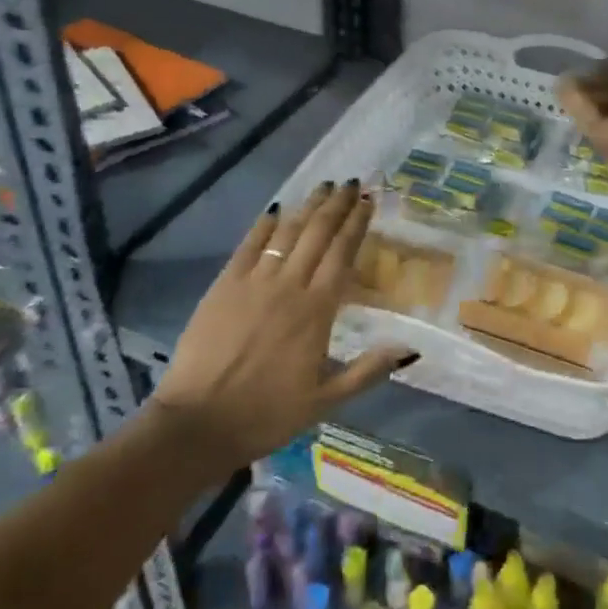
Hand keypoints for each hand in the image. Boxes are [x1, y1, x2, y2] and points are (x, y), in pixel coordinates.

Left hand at [150, 181, 412, 461]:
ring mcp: (254, 282)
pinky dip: (264, 225)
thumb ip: (368, 371)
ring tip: (323, 187)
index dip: (357, 224)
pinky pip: (248, 245)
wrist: (197, 424)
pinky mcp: (223, 286)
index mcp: (317, 310)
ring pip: (287, 233)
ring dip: (307, 207)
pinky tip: (277, 209)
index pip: (343, 254)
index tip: (368, 201)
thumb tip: (410, 349)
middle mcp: (289, 286)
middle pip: (318, 234)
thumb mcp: (326, 401)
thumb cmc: (266, 414)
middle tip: (351, 183)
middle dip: (337, 206)